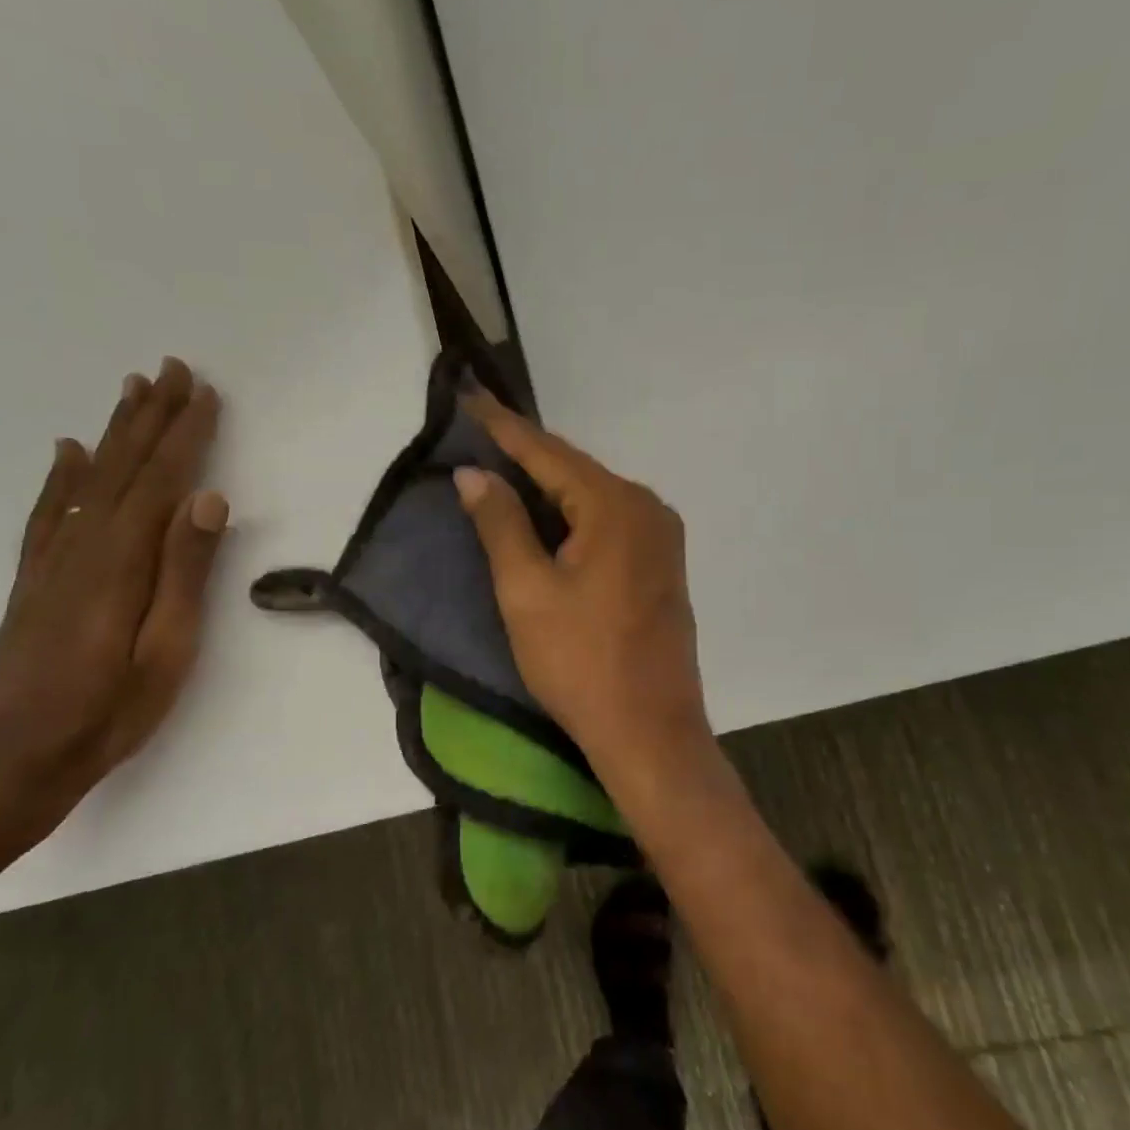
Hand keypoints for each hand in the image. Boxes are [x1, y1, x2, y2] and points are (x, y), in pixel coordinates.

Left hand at [0, 358, 227, 841]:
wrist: (20, 758)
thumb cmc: (112, 710)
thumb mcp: (168, 649)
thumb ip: (185, 571)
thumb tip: (207, 499)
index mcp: (121, 561)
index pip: (162, 482)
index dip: (185, 435)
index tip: (204, 393)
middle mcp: (83, 546)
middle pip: (123, 468)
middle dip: (150, 417)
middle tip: (170, 369)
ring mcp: (52, 561)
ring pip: (88, 480)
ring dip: (114, 433)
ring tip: (130, 391)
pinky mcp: (35, 580)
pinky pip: (49, 513)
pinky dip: (62, 477)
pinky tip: (68, 453)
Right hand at [454, 391, 711, 776]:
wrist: (649, 730)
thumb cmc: (580, 662)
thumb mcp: (526, 591)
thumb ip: (500, 524)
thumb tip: (473, 474)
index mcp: (615, 505)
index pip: (548, 453)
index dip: (503, 428)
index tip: (468, 398)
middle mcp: (647, 507)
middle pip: (574, 470)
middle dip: (525, 454)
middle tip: (477, 433)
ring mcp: (661, 537)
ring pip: (592, 496)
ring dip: (548, 485)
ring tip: (501, 467)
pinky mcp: (661, 564)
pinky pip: (609, 521)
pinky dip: (573, 513)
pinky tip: (545, 514)